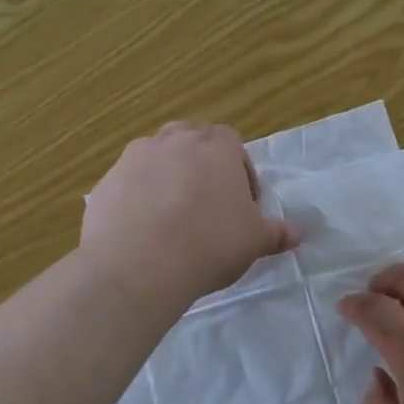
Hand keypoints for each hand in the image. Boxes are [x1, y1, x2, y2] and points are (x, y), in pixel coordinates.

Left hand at [82, 121, 297, 302]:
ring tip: (172, 218)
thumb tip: (297, 234)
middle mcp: (175, 140)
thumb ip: (275, 232)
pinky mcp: (106, 182)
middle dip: (201, 166)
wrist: (139, 264)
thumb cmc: (210, 242)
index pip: (232, 143)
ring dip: (167, 178)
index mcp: (216, 146)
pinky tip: (143, 232)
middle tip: (207, 205)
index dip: (239, 172)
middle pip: (192, 142)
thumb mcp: (253, 241)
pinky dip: (137, 199)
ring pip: (157, 158)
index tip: (241, 204)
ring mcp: (135, 157)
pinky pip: (129, 184)